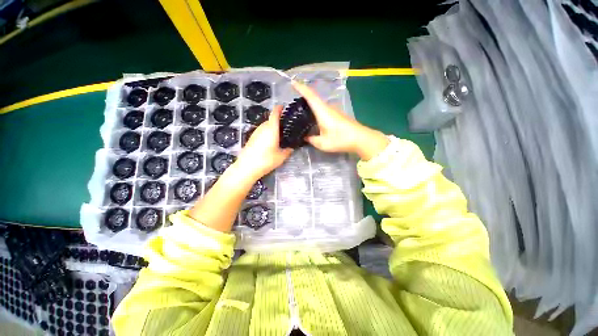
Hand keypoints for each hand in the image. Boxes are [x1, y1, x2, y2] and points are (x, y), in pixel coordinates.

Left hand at [235, 106, 292, 178]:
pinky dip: (266, 133)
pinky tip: (270, 142)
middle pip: (270, 120)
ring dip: (272, 128)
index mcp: (271, 129)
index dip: (279, 108)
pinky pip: (261, 132)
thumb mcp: (281, 157)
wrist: (247, 167)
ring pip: (265, 126)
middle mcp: (263, 128)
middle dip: (277, 121)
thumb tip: (291, 148)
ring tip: (279, 136)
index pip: (275, 113)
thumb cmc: (266, 160)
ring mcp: (255, 132)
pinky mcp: (251, 138)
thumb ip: (287, 151)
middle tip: (286, 128)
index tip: (283, 107)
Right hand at [292, 81, 389, 160]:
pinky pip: (324, 110)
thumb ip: (312, 139)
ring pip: (319, 105)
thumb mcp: (323, 143)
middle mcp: (328, 108)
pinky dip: (317, 112)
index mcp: (322, 111)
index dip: (301, 88)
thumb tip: (306, 137)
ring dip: (311, 106)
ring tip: (302, 113)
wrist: (361, 139)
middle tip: (293, 105)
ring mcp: (334, 111)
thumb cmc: (341, 140)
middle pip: (314, 99)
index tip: (293, 82)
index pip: (310, 96)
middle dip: (304, 98)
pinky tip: (314, 120)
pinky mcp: (338, 115)